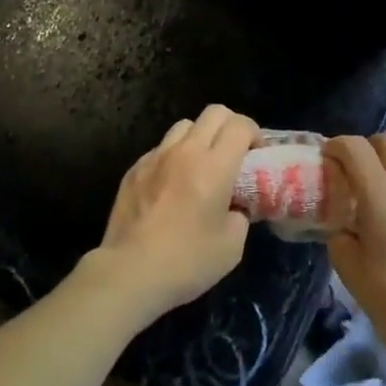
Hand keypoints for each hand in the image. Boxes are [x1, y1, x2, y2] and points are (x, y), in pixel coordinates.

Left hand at [85, 105, 254, 325]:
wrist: (129, 273)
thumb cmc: (187, 261)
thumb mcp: (232, 246)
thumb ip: (240, 215)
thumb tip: (236, 206)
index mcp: (214, 166)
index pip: (240, 125)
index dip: (254, 133)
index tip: (256, 155)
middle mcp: (185, 151)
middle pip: (214, 113)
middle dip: (230, 126)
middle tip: (234, 154)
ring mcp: (155, 157)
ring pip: (184, 125)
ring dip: (199, 138)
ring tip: (201, 165)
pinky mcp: (134, 169)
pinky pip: (160, 149)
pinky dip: (173, 157)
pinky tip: (171, 185)